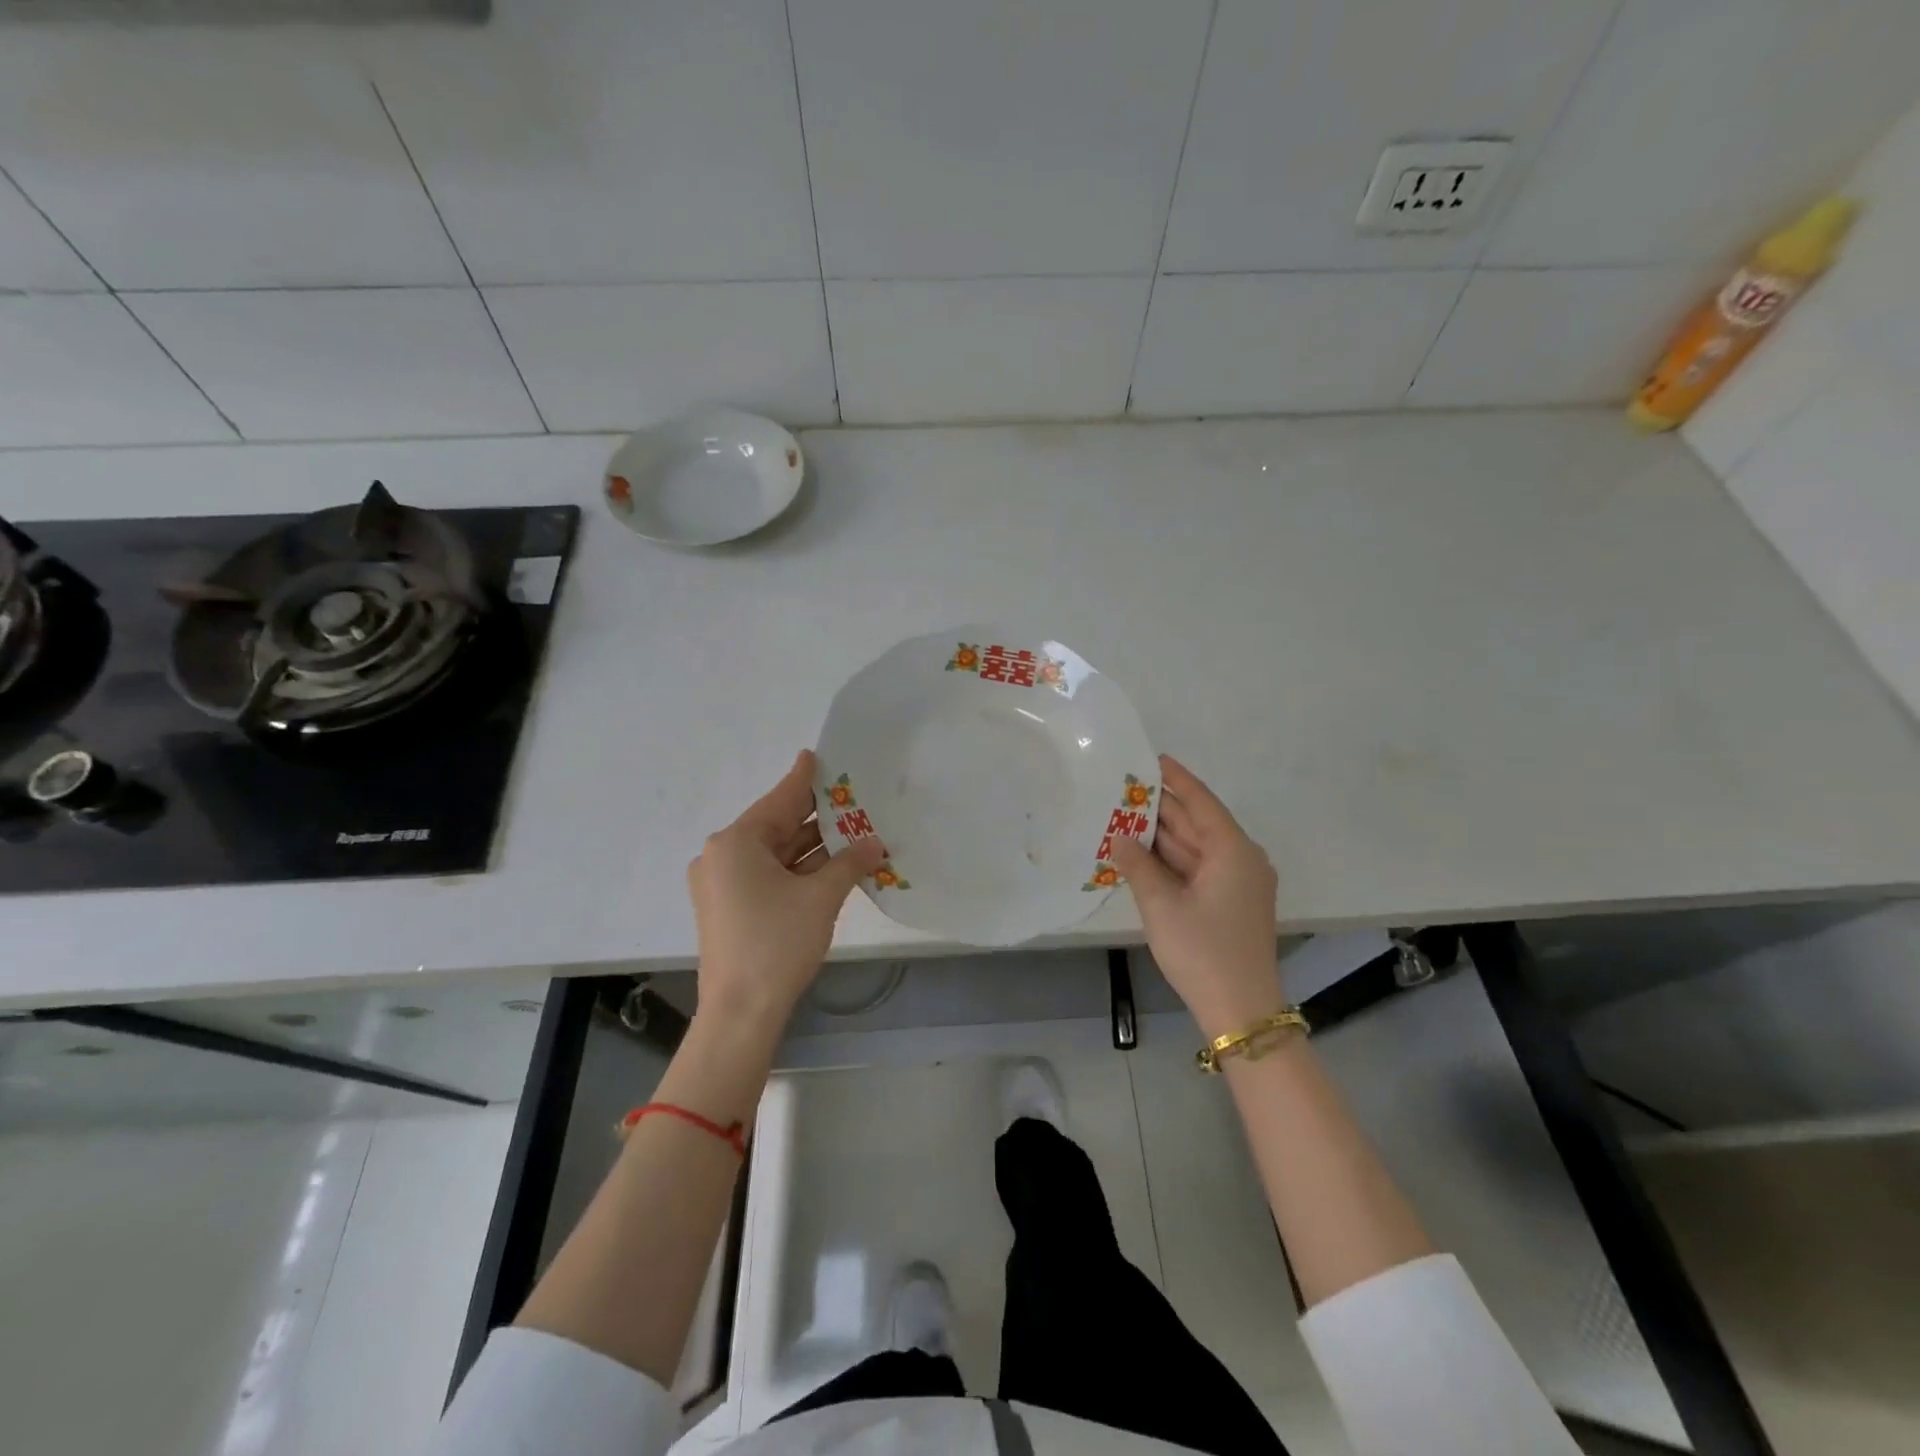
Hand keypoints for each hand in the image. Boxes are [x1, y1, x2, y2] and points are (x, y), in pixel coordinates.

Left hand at [688, 749, 885, 1031]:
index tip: (816, 755)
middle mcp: (722, 856)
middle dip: (817, 818)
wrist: (740, 1013)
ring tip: (852, 831)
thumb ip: (849, 862)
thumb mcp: (820, 897)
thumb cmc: (777, 943)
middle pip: (777, 826)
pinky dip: (798, 870)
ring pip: (775, 854)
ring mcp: (722, 884)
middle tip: (852, 799)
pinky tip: (832, 864)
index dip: (804, 779)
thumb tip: (874, 842)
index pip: (780, 800)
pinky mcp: (729, 908)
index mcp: (736, 842)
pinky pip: (768, 876)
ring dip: (812, 848)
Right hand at [1111, 755, 1283, 1038]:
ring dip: (1162, 836)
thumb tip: (1119, 836)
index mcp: (1233, 851)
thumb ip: (1138, 865)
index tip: (1152, 759)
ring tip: (1123, 815)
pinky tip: (1140, 853)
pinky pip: (1197, 868)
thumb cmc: (1202, 951)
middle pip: (1197, 823)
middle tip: (1123, 788)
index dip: (1176, 779)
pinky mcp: (1229, 903)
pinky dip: (1170, 860)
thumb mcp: (1162, 905)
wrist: (1240, 1011)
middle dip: (1161, 808)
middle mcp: (1240, 859)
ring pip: (1195, 847)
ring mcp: (1237, 883)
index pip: (1201, 802)